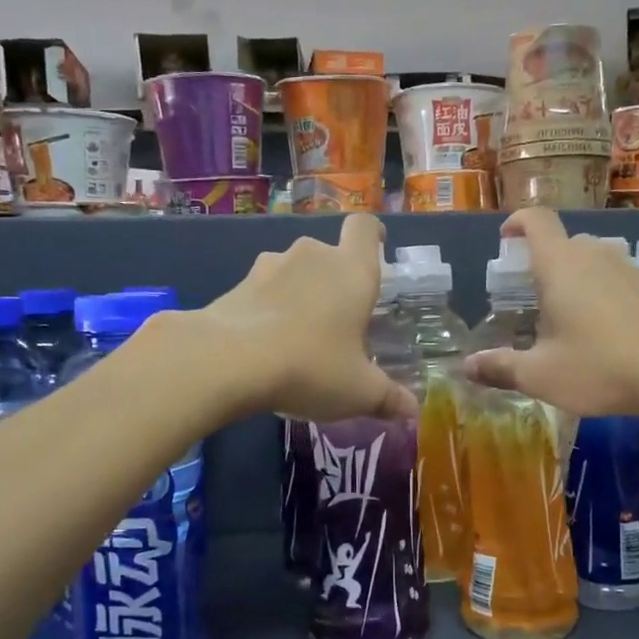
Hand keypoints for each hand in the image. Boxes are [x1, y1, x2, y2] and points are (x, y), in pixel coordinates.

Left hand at [193, 212, 415, 422]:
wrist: (228, 361)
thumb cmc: (310, 366)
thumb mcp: (358, 392)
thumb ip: (388, 398)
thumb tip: (411, 410)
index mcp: (352, 270)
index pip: (364, 228)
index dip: (371, 235)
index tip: (375, 249)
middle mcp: (312, 256)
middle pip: (329, 255)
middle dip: (334, 281)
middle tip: (338, 320)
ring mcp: (270, 266)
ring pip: (293, 271)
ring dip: (299, 293)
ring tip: (298, 335)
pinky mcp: (237, 284)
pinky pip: (263, 290)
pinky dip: (268, 309)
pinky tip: (265, 345)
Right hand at [464, 208, 638, 416]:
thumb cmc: (600, 366)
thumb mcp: (541, 375)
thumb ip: (501, 368)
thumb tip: (467, 367)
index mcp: (559, 265)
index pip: (536, 221)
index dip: (518, 222)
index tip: (506, 236)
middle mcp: (593, 255)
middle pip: (563, 242)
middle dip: (544, 261)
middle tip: (532, 295)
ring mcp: (626, 268)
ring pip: (592, 259)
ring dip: (575, 277)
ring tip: (566, 315)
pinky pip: (614, 277)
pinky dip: (600, 291)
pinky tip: (602, 329)